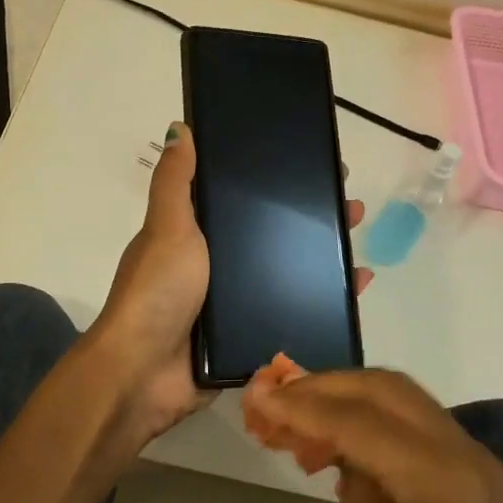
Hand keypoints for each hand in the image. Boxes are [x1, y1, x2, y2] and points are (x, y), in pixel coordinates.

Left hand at [86, 124, 369, 446]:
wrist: (145, 375)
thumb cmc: (157, 292)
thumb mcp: (167, 228)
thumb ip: (175, 182)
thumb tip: (179, 127)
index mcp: (195, 235)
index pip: (242, 198)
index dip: (276, 181)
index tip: (314, 166)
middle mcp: (216, 265)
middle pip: (273, 234)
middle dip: (311, 218)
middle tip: (350, 204)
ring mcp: (233, 303)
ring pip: (288, 271)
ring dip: (323, 256)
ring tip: (357, 242)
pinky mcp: (250, 337)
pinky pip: (294, 311)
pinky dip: (324, 299)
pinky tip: (356, 287)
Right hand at [244, 370, 502, 502]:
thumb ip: (350, 487)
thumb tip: (342, 447)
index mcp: (438, 476)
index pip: (358, 419)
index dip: (302, 405)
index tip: (257, 396)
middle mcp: (465, 451)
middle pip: (386, 389)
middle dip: (327, 387)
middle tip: (278, 397)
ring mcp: (477, 460)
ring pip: (403, 399)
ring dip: (349, 399)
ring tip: (298, 418)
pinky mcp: (475, 476)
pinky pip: (417, 426)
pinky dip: (375, 421)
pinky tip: (338, 442)